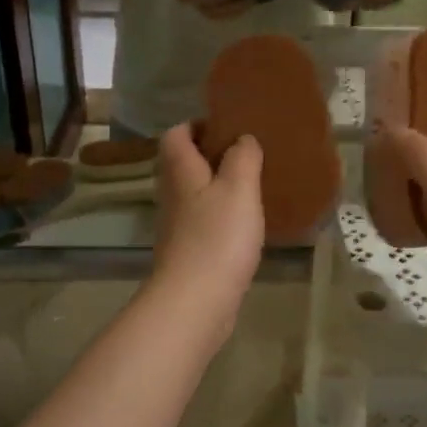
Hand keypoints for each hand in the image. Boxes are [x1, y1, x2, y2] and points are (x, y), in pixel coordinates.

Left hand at [150, 123, 263, 338]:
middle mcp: (173, 194)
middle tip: (249, 154)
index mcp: (181, 171)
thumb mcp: (238, 188)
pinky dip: (223, 215)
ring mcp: (178, 225)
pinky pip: (205, 221)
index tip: (230, 127)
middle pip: (185, 163)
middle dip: (213, 155)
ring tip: (254, 185)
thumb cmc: (217, 237)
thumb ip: (242, 157)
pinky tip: (247, 223)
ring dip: (220, 186)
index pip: (176, 134)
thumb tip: (242, 139)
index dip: (198, 125)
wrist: (195, 300)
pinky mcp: (189, 251)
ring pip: (196, 193)